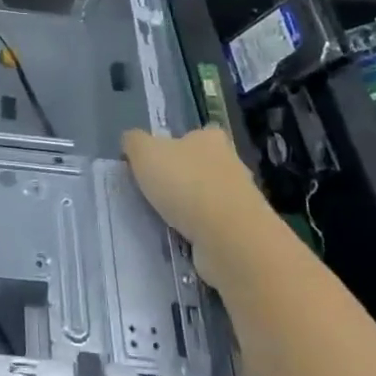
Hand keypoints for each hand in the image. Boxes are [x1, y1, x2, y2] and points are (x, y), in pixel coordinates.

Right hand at [122, 126, 269, 285]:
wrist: (228, 237)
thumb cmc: (185, 184)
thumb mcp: (144, 153)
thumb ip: (134, 142)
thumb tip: (131, 142)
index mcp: (211, 138)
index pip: (194, 135)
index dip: (175, 146)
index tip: (156, 163)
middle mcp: (231, 163)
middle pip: (203, 166)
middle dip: (184, 178)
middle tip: (156, 192)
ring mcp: (242, 199)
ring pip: (210, 198)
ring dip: (192, 208)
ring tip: (166, 220)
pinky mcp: (243, 231)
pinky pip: (215, 227)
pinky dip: (200, 232)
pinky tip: (183, 239)